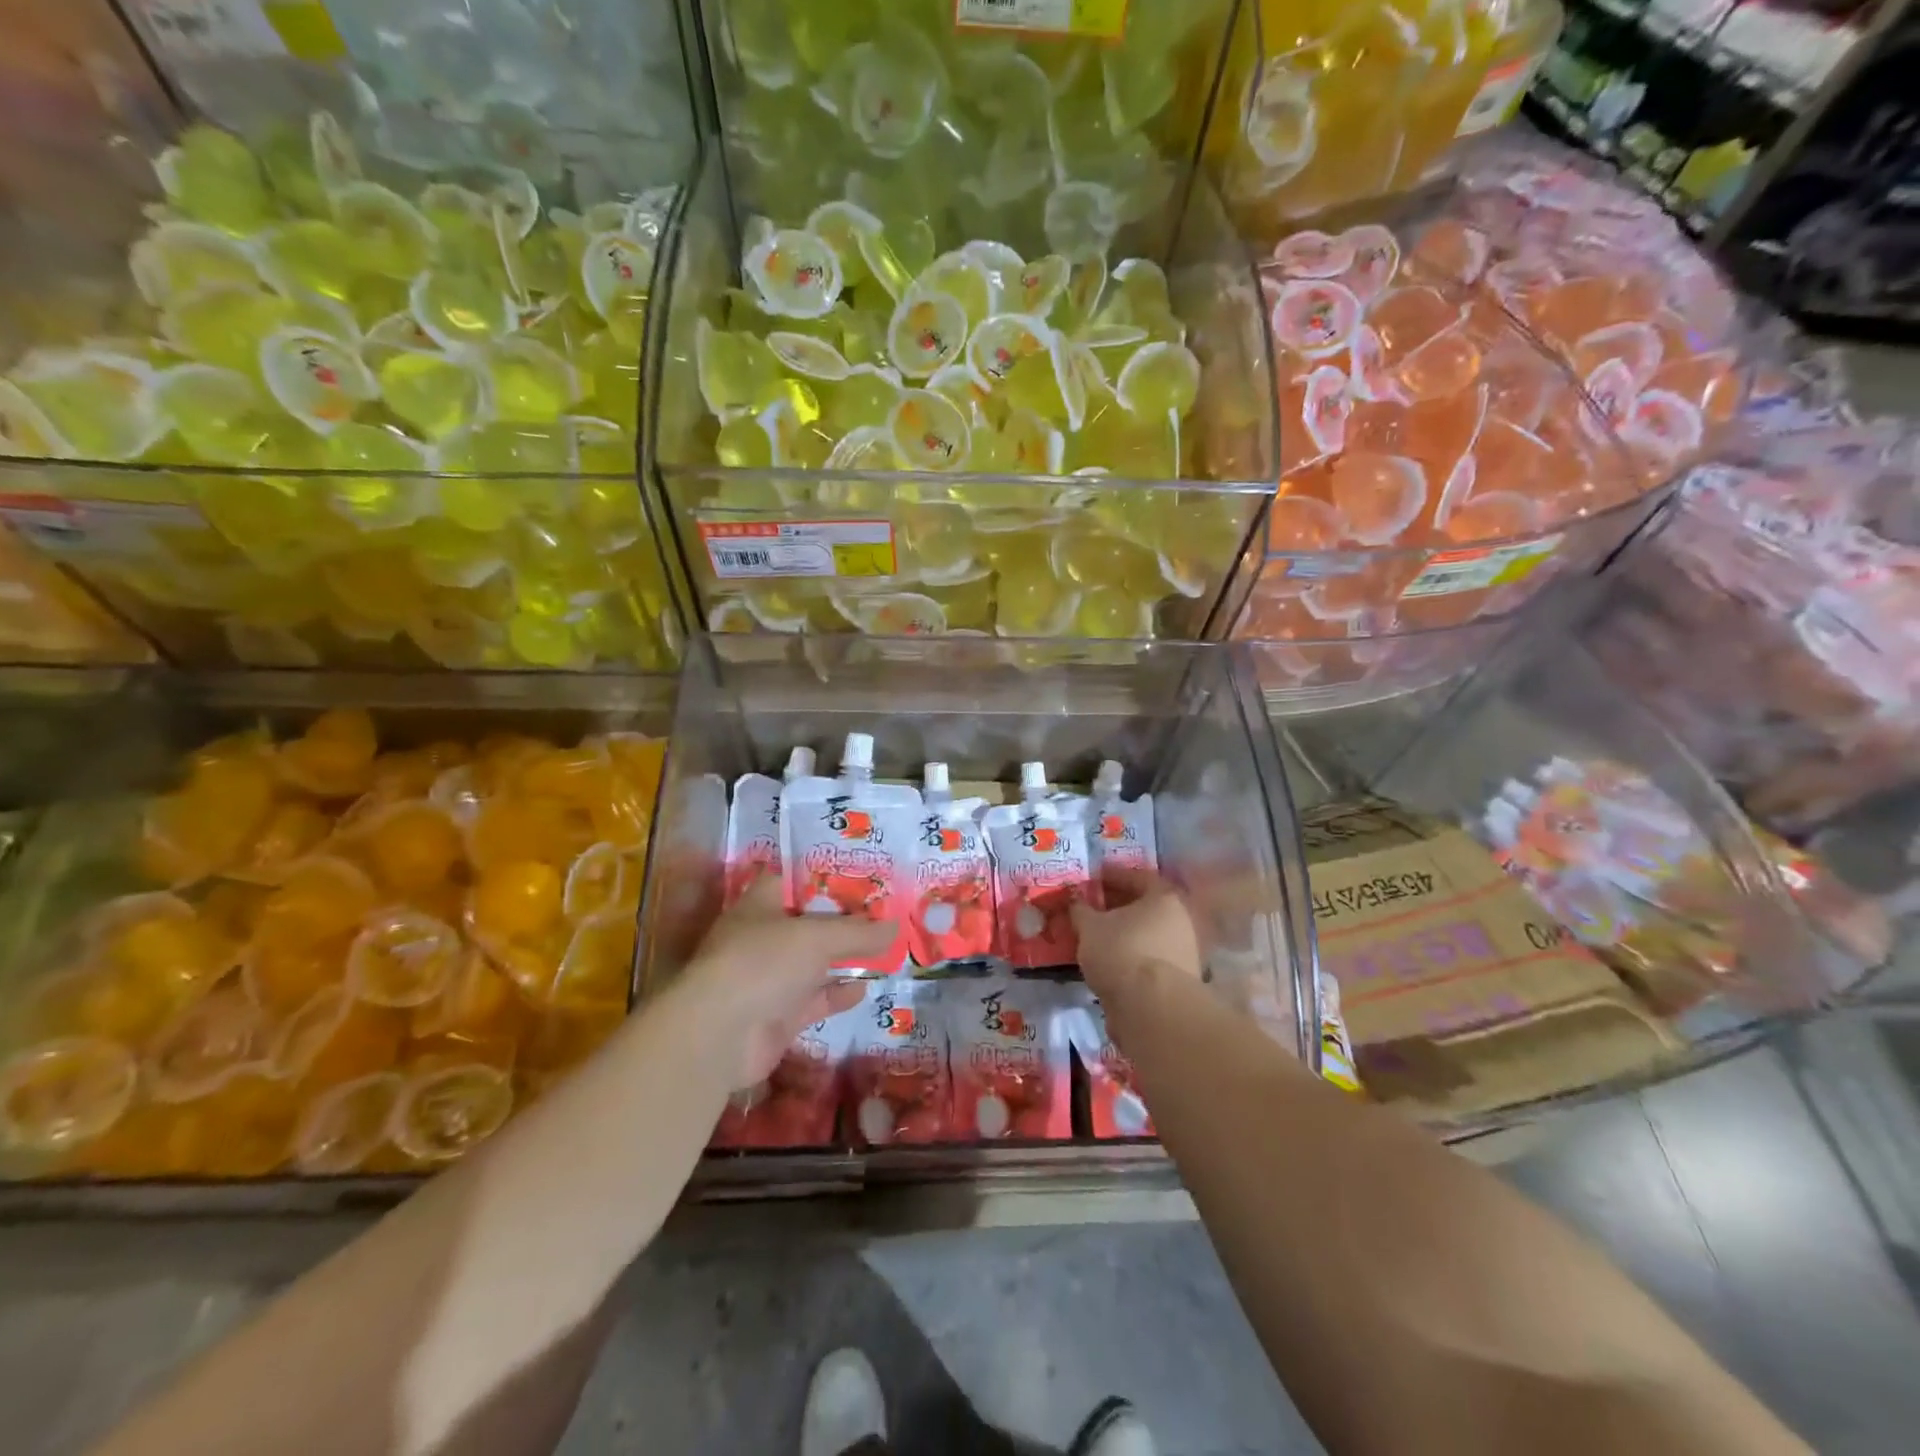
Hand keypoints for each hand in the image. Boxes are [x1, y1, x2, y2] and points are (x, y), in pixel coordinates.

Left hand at [673, 874, 892, 1089]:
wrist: (721, 1035)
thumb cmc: (763, 962)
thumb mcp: (817, 937)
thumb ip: (858, 933)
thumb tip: (895, 927)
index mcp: (759, 906)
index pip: (789, 882)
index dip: (820, 879)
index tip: (855, 877)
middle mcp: (762, 939)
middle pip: (806, 924)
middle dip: (841, 922)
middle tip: (880, 915)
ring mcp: (768, 980)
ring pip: (812, 964)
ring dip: (842, 959)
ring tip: (882, 950)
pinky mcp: (777, 1017)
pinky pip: (814, 999)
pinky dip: (837, 994)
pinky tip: (864, 988)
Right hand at [1071, 870, 1202, 995]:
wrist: (1151, 1008)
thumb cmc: (1121, 951)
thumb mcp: (1089, 926)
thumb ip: (1080, 910)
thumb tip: (1075, 901)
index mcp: (1164, 897)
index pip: (1137, 876)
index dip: (1111, 875)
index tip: (1092, 877)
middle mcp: (1181, 920)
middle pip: (1144, 907)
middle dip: (1116, 907)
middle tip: (1090, 908)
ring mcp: (1184, 952)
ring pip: (1146, 935)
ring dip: (1122, 934)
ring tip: (1094, 938)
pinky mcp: (1178, 981)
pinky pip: (1147, 959)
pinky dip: (1128, 957)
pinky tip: (1107, 963)